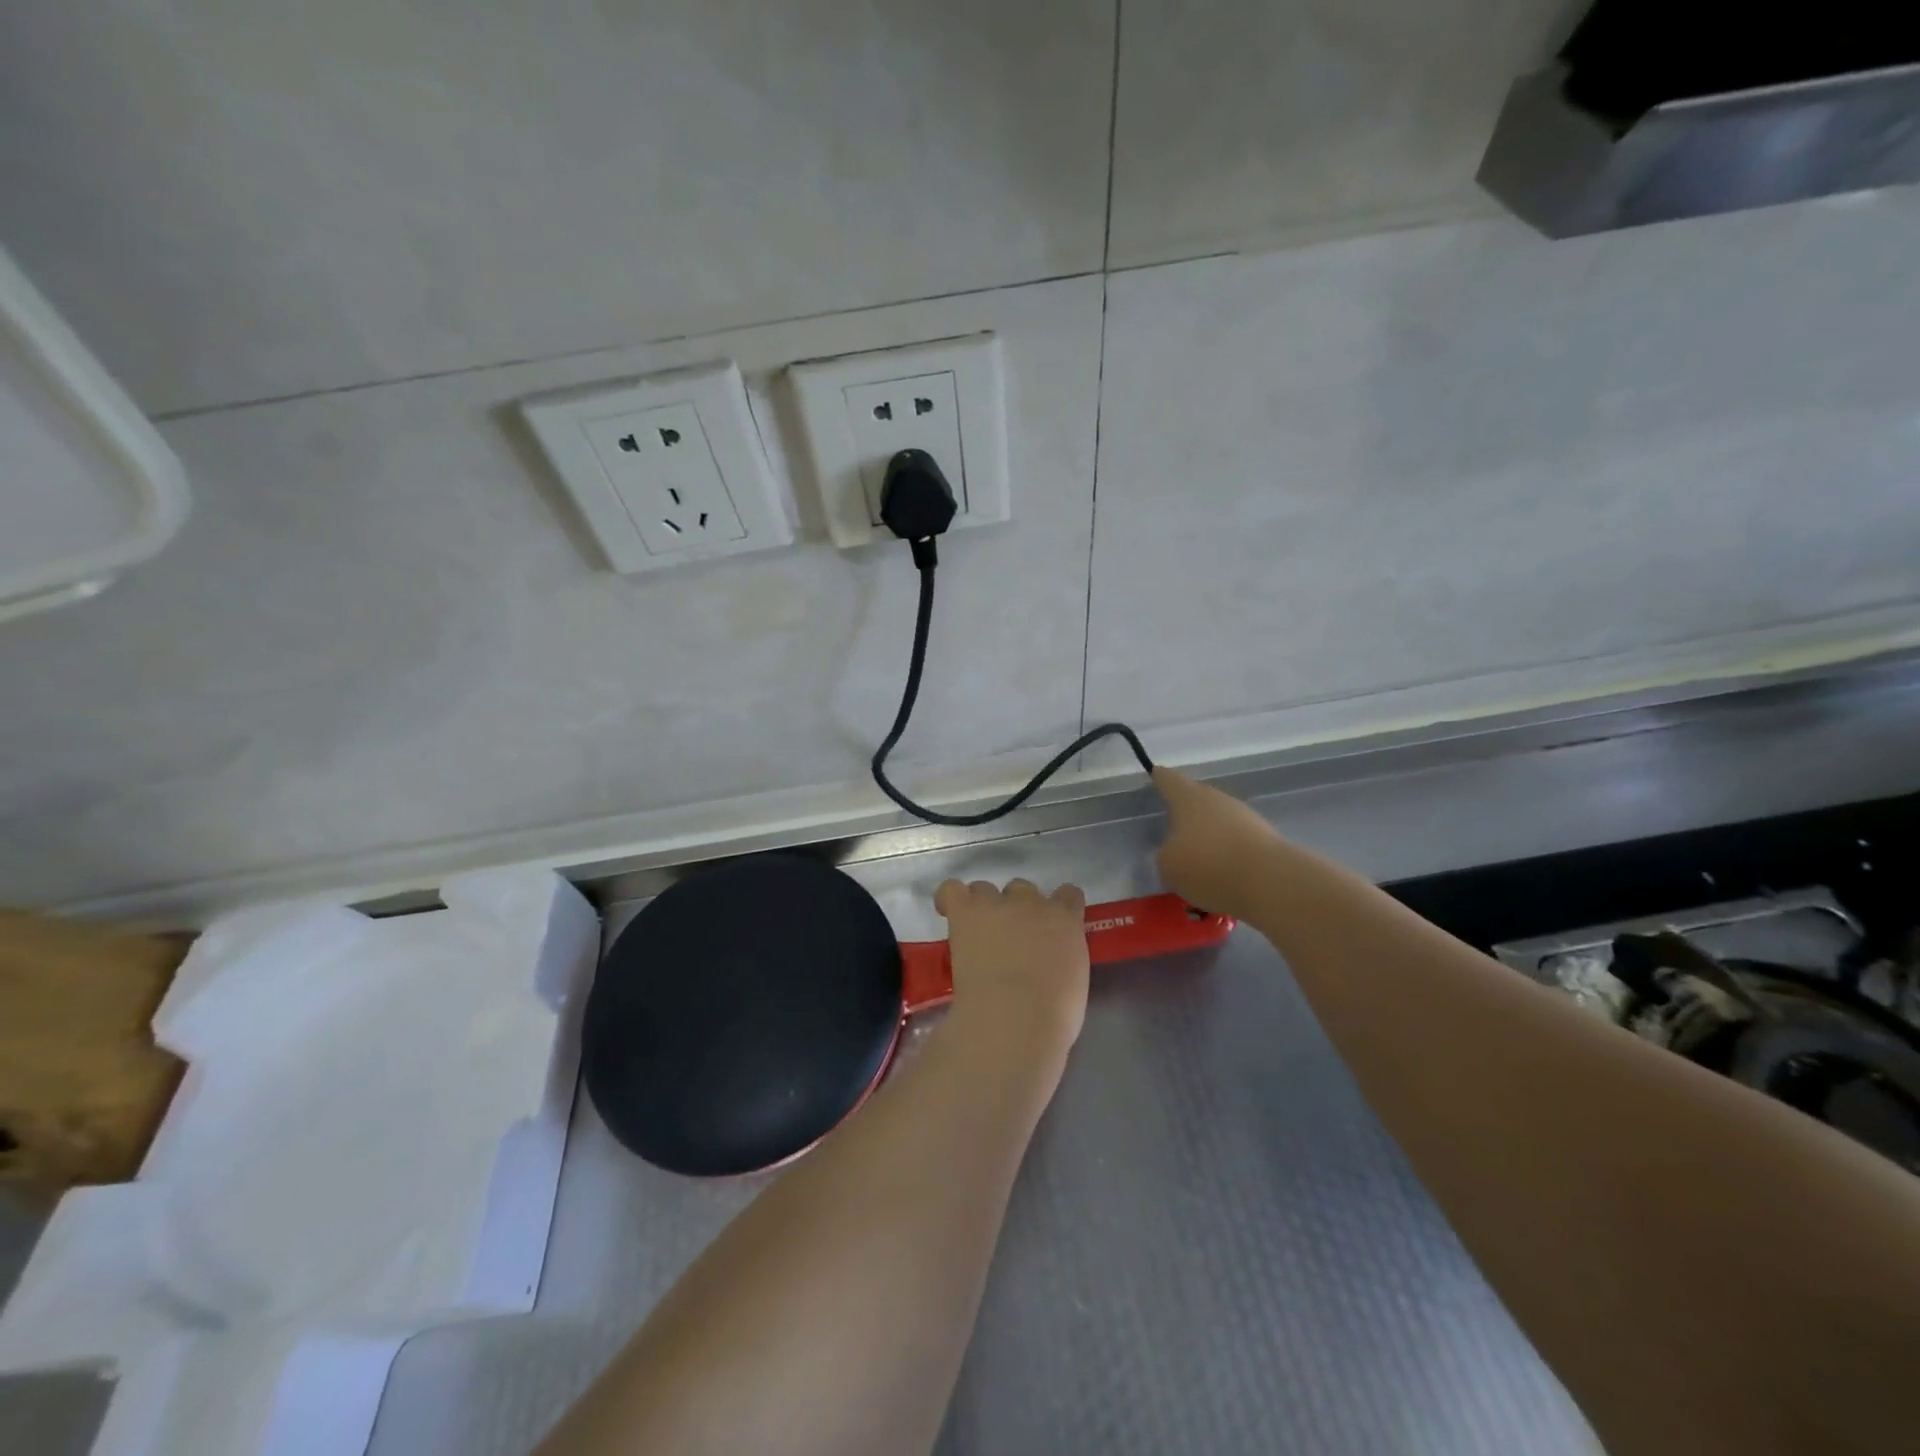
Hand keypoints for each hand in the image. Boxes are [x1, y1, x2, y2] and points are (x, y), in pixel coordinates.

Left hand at [934, 878, 1089, 1053]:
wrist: (1015, 1017)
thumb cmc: (1053, 1013)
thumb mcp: (1074, 981)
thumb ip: (1063, 959)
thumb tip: (1048, 963)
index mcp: (1065, 919)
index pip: (1068, 894)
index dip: (1058, 906)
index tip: (1051, 926)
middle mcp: (1032, 903)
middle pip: (1023, 889)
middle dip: (1018, 909)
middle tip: (1011, 939)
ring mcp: (997, 904)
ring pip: (986, 888)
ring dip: (983, 905)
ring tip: (977, 931)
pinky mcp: (965, 912)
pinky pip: (951, 890)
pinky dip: (948, 899)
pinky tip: (948, 914)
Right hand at [1153, 766, 1283, 920]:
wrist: (1271, 882)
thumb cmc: (1208, 865)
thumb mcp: (1168, 867)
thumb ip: (1165, 856)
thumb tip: (1175, 854)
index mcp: (1188, 798)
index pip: (1168, 779)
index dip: (1159, 778)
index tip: (1155, 775)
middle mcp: (1217, 800)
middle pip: (1196, 800)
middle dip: (1185, 814)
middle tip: (1172, 831)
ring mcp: (1245, 817)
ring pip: (1218, 823)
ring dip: (1208, 838)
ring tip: (1197, 865)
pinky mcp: (1266, 839)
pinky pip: (1236, 844)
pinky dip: (1227, 857)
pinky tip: (1222, 879)